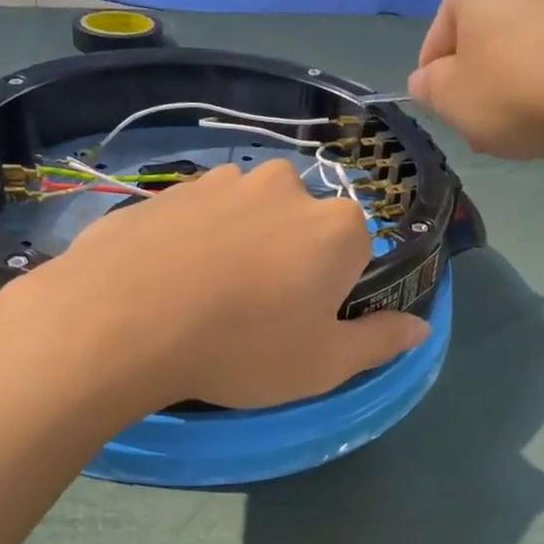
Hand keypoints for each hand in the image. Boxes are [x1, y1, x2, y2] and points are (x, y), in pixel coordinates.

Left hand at [21, 160, 429, 411]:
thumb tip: (421, 327)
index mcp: (336, 225)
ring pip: (251, 216)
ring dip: (243, 247)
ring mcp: (224, 180)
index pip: (356, 249)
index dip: (333, 288)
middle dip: (290, 261)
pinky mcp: (172, 187)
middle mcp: (287, 187)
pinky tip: (170, 280)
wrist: (122, 320)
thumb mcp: (324, 364)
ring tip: (206, 297)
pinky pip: (202, 215)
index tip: (303, 321)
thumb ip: (380, 341)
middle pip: (303, 226)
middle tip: (254, 313)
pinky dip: (197, 240)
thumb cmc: (242, 347)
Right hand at [410, 0, 543, 164]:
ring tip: (531, 126)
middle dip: (486, 75)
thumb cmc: (525, 88)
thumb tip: (428, 80)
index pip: (442, 31)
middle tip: (490, 124)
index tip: (454, 114)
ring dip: (523, 76)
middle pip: (490, 27)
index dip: (440, 80)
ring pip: (533, 35)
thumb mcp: (455, 101)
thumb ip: (431, 89)